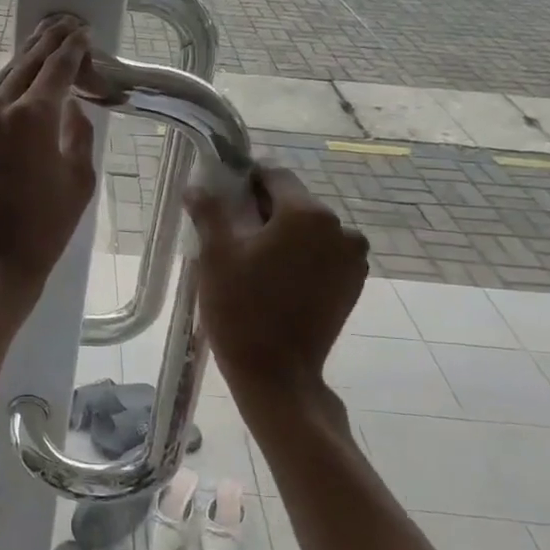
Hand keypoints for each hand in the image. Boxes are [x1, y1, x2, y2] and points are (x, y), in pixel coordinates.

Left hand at [0, 16, 97, 311]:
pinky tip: (22, 79)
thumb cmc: (46, 225)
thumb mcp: (80, 178)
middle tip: (67, 23)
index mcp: (33, 116)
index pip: (58, 67)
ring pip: (5, 74)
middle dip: (49, 40)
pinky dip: (10, 81)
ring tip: (46, 40)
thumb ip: (78, 133)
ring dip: (27, 56)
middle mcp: (0, 106)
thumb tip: (73, 107)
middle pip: (28, 60)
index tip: (85, 32)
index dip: (74, 47)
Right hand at [186, 166, 367, 395]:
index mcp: (307, 214)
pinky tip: (276, 278)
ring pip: (309, 229)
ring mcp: (352, 258)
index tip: (224, 195)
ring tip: (253, 260)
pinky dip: (302, 256)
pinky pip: (323, 253)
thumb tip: (196, 187)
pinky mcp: (353, 283)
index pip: (275, 175)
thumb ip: (209, 212)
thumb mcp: (215, 255)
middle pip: (294, 202)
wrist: (277, 374)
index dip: (246, 180)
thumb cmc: (241, 309)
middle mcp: (340, 228)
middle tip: (232, 233)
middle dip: (264, 210)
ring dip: (284, 234)